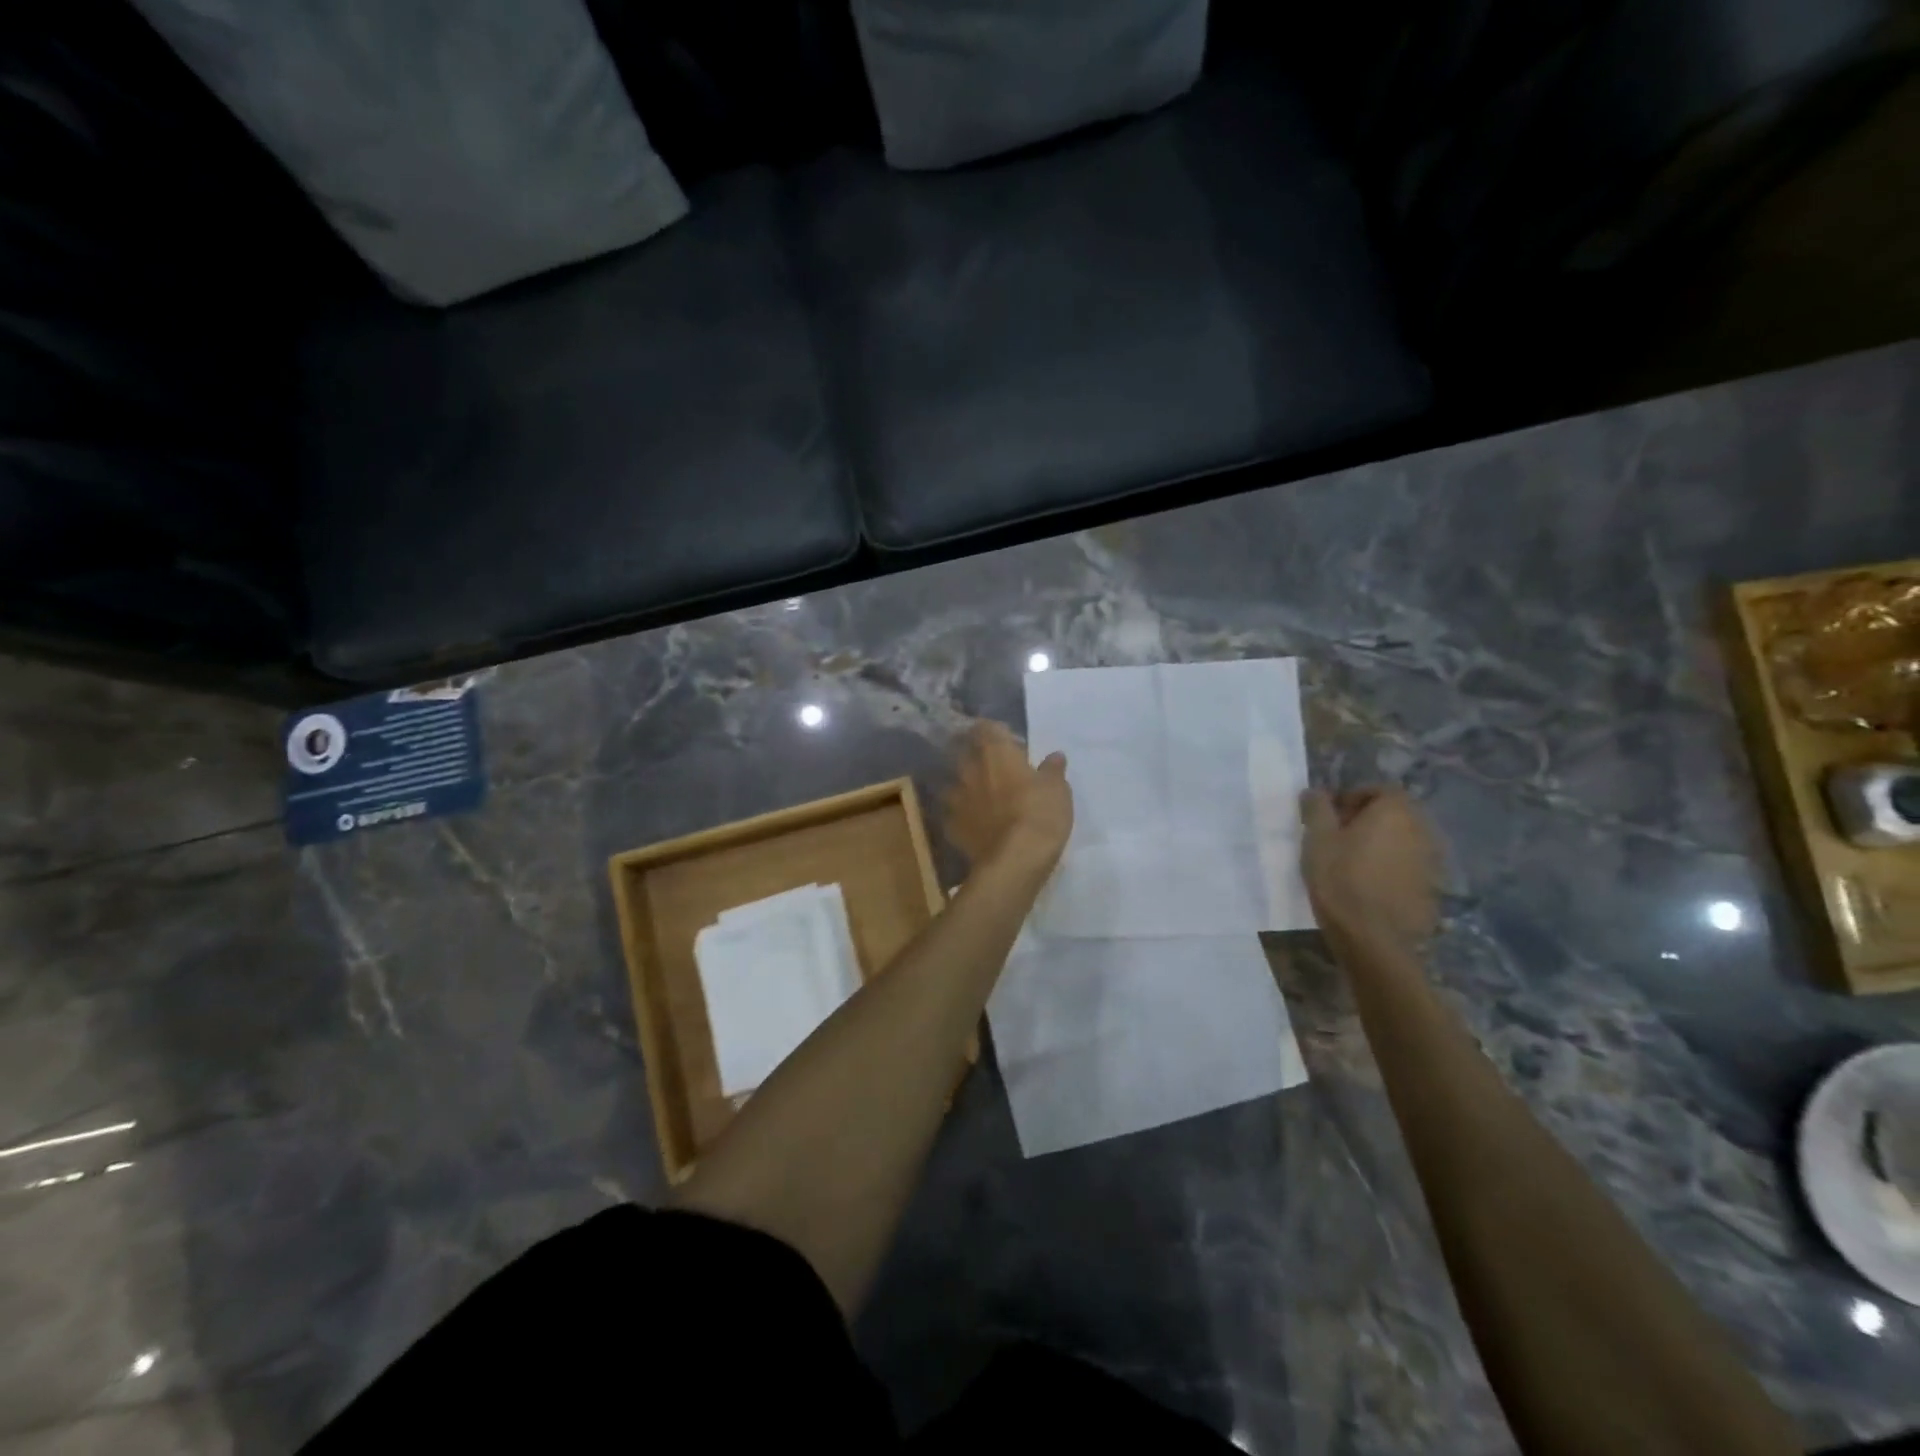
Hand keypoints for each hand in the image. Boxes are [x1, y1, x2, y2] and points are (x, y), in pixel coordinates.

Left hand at [942, 723, 1072, 868]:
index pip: (985, 727)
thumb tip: (1054, 756)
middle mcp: (969, 769)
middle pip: (966, 752)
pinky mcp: (951, 826)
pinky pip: (954, 814)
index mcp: (995, 752)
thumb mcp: (1058, 790)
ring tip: (984, 799)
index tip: (1007, 741)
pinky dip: (964, 816)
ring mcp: (955, 798)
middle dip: (978, 757)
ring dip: (968, 787)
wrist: (1014, 861)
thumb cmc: (1040, 814)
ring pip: (956, 784)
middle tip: (997, 769)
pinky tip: (977, 826)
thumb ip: (1052, 770)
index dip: (994, 732)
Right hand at [1300, 786, 1440, 951]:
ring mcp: (1432, 861)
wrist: (1373, 937)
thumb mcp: (1316, 838)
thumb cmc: (1340, 879)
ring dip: (1381, 844)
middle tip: (1338, 838)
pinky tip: (1370, 886)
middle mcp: (1422, 829)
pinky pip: (1410, 866)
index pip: (1379, 789)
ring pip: (1403, 841)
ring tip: (1353, 863)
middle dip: (1368, 820)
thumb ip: (1317, 808)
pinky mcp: (1433, 888)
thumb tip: (1315, 791)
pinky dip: (1392, 868)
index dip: (1353, 798)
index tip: (1331, 817)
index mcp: (1396, 811)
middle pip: (1395, 814)